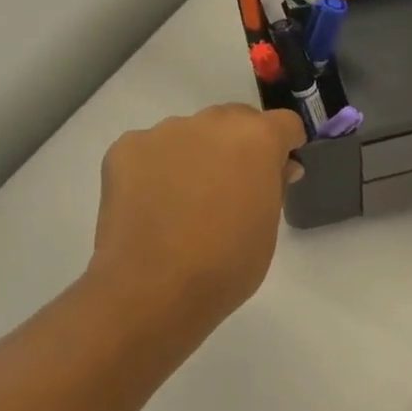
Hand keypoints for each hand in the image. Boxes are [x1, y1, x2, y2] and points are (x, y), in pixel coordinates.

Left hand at [89, 105, 306, 332]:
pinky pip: (151, 150)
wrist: (152, 290)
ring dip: (195, 155)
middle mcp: (213, 122)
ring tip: (182, 202)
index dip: (284, 145)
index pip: (284, 124)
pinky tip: (150, 205)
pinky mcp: (127, 147)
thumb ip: (275, 187)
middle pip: (235, 120)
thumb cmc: (226, 265)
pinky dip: (155, 169)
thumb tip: (279, 167)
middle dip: (238, 146)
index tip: (277, 170)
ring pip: (190, 134)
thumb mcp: (267, 229)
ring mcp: (166, 131)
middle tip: (228, 189)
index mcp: (257, 138)